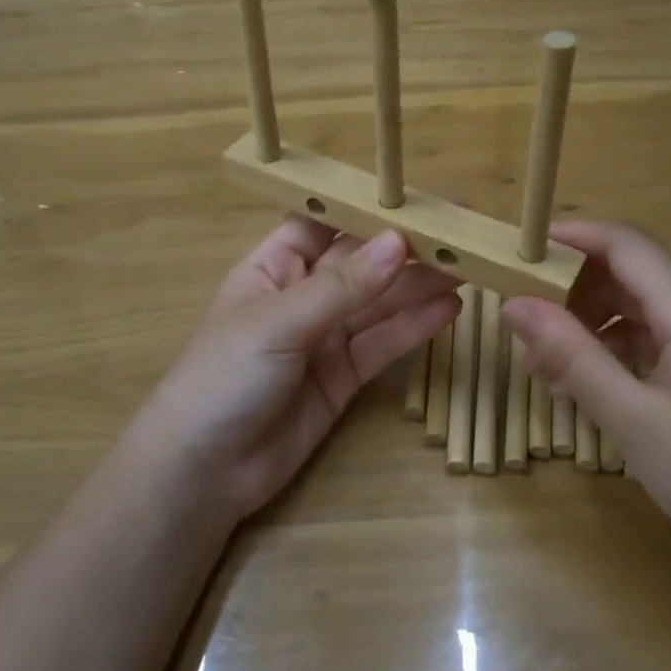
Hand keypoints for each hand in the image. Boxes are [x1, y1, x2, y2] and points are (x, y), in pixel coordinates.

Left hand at [137, 217, 459, 521]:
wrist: (203, 473)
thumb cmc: (224, 377)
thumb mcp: (280, 321)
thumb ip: (343, 286)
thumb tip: (398, 241)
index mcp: (273, 267)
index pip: (324, 224)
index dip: (366, 208)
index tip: (416, 196)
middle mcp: (303, 295)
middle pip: (361, 263)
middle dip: (405, 248)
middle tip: (460, 232)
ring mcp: (325, 337)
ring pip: (379, 303)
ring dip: (419, 286)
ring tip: (468, 266)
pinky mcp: (344, 376)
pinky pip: (383, 344)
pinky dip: (414, 327)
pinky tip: (449, 309)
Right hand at [501, 221, 670, 560]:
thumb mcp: (634, 421)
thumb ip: (571, 356)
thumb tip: (511, 305)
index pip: (624, 243)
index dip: (569, 237)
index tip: (516, 251)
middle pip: (628, 269)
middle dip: (571, 289)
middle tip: (525, 329)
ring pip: (638, 303)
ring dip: (589, 322)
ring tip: (546, 367)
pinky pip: (654, 333)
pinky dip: (615, 346)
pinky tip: (588, 383)